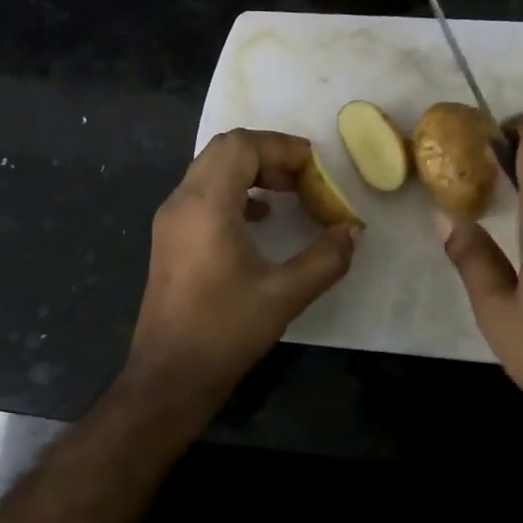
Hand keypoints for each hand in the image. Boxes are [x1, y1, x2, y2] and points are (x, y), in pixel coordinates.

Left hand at [126, 129, 356, 405]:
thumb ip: (326, 259)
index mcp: (205, 205)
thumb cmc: (225, 332)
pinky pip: (202, 196)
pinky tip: (260, 219)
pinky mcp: (169, 240)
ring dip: (250, 172)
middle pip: (223, 151)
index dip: (282, 147)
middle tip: (304, 179)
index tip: (315, 168)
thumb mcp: (285, 295)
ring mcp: (170, 221)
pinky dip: (233, 193)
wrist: (169, 376)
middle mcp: (181, 202)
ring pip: (210, 171)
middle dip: (268, 155)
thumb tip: (353, 231)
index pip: (241, 145)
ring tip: (288, 194)